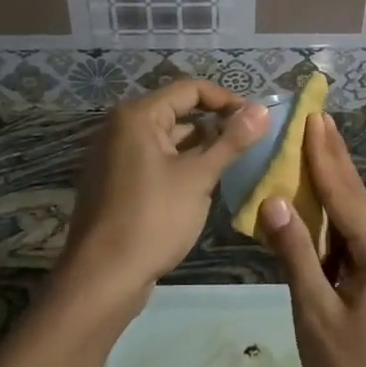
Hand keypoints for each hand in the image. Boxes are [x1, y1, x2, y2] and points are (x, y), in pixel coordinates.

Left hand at [60, 79, 268, 314]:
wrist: (103, 277)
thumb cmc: (153, 219)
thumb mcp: (198, 178)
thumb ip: (231, 141)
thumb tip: (262, 110)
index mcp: (137, 115)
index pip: (190, 89)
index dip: (227, 100)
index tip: (257, 120)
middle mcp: (121, 126)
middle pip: (179, 111)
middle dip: (216, 124)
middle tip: (252, 142)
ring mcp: (116, 154)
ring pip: (169, 138)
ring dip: (201, 147)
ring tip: (236, 163)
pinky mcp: (117, 180)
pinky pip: (156, 159)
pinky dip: (181, 164)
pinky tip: (206, 183)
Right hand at [259, 114, 365, 366]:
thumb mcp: (316, 313)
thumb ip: (296, 254)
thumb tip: (274, 202)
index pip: (345, 192)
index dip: (325, 154)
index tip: (314, 117)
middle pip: (356, 198)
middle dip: (335, 159)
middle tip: (319, 119)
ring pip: (356, 221)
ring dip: (334, 189)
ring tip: (314, 153)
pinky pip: (356, 245)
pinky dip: (334, 225)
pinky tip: (319, 215)